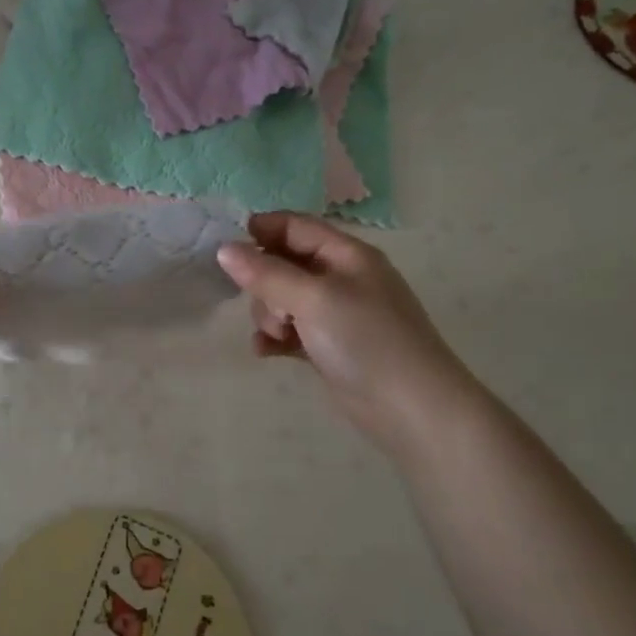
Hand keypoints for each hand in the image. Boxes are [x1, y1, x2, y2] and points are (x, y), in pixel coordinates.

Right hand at [216, 213, 480, 453]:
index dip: (262, 231)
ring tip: (278, 336)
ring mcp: (336, 314)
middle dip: (264, 284)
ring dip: (269, 315)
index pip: (296, 226)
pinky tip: (266, 352)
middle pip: (283, 264)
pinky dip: (275, 338)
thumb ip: (266, 273)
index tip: (229, 250)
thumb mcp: (313, 299)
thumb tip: (223, 249)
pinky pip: (289, 331)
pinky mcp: (329, 346)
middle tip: (274, 311)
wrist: (411, 408)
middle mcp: (341, 278)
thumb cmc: (366, 340)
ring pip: (282, 299)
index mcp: (346, 255)